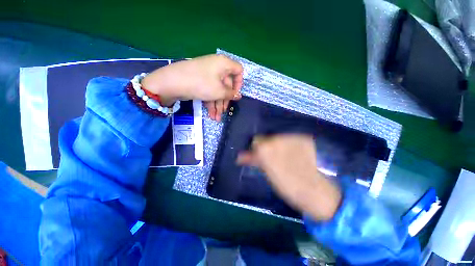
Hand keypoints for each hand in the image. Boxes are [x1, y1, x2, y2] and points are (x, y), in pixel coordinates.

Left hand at [141, 54, 242, 120]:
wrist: (172, 82)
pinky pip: (209, 91)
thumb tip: (238, 96)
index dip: (239, 83)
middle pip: (226, 84)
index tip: (235, 94)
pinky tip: (211, 114)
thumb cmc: (201, 84)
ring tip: (216, 118)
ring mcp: (207, 74)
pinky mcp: (200, 81)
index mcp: (224, 64)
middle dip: (225, 100)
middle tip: (224, 112)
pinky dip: (211, 102)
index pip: (238, 70)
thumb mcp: (219, 91)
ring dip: (218, 105)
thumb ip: (231, 94)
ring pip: (217, 90)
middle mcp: (216, 67)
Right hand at [237, 134, 341, 220]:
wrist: (316, 191)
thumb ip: (253, 160)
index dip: (256, 149)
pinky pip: (290, 139)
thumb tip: (239, 156)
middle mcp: (278, 139)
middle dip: (267, 146)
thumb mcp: (267, 173)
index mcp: (266, 149)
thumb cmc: (287, 186)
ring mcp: (293, 138)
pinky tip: (294, 155)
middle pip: (267, 138)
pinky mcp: (304, 139)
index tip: (258, 156)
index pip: (256, 140)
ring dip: (278, 145)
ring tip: (285, 157)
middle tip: (271, 158)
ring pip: (278, 138)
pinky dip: (289, 145)